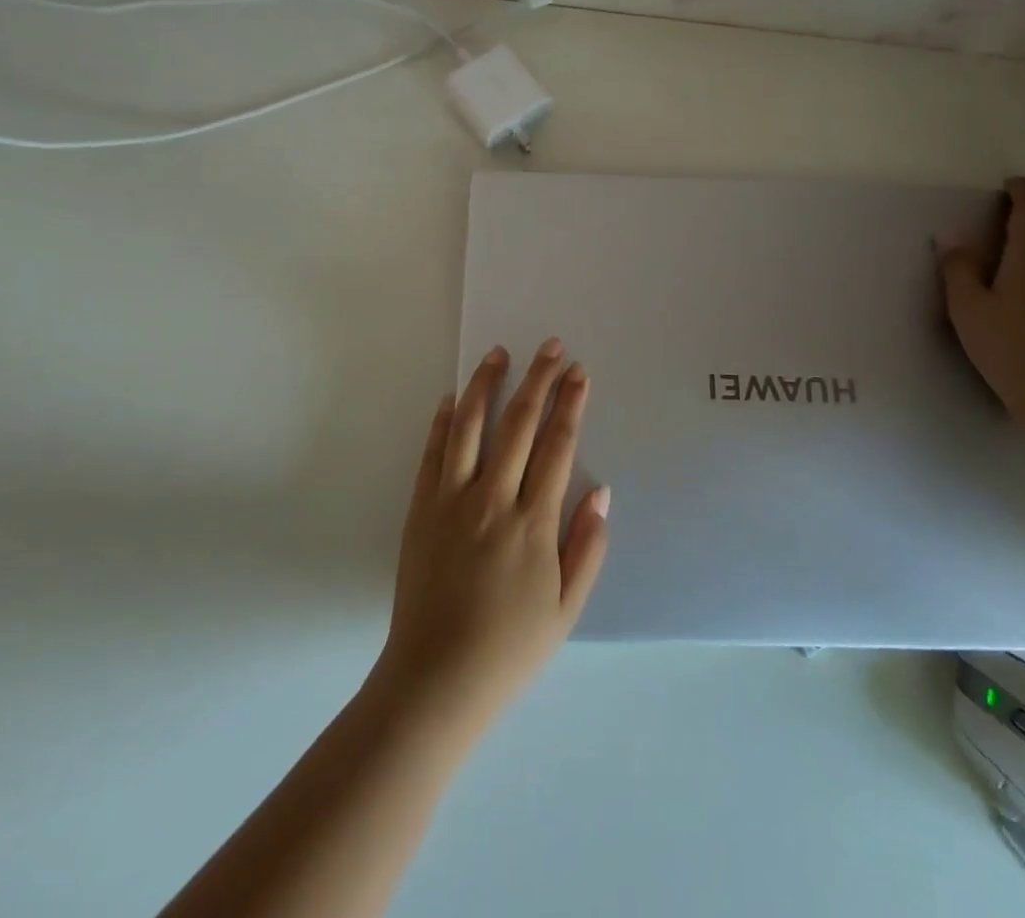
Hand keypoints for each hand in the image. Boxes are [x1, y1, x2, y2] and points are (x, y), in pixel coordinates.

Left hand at [370, 339, 610, 736]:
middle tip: (550, 346)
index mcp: (532, 522)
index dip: (570, 404)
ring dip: (486, 384)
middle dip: (538, 379)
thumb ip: (587, 547)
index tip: (578, 372)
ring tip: (498, 352)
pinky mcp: (421, 508)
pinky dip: (444, 420)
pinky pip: (434, 452)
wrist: (435, 679)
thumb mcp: (566, 609)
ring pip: (470, 425)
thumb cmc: (509, 648)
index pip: (557, 445)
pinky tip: (453, 397)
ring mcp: (451, 499)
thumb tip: (602, 491)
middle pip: (519, 423)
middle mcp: (492, 499)